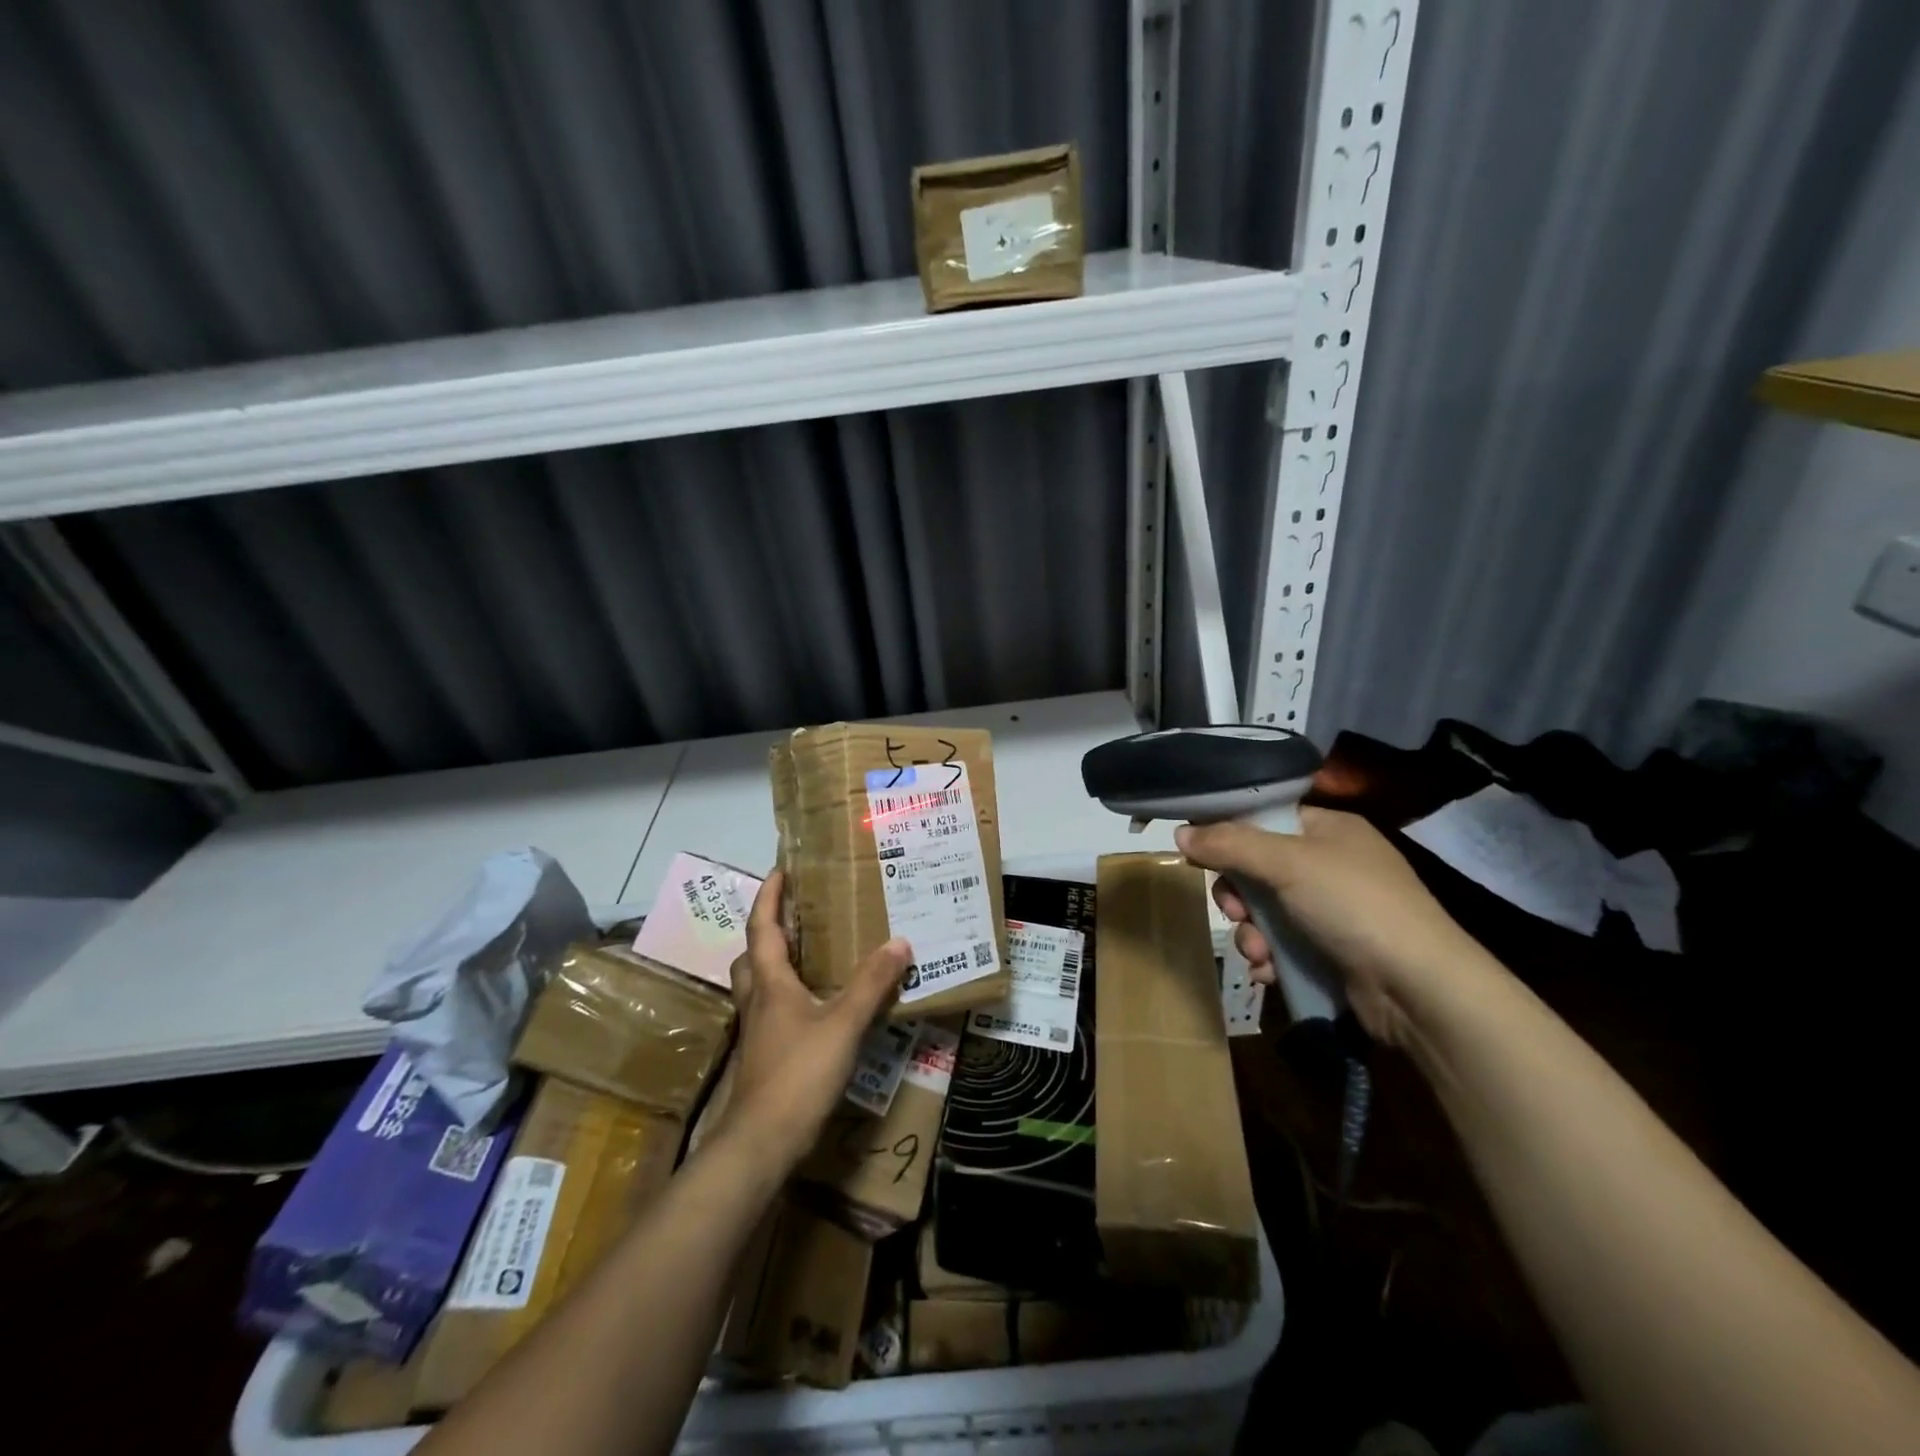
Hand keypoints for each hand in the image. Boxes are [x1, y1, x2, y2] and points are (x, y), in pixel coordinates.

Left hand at [714, 871, 910, 1170]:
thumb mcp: (843, 1024)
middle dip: (769, 930)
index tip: (780, 870)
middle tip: (797, 915)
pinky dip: (789, 996)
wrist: (762, 1142)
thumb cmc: (798, 1074)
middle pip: (753, 955)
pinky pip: (773, 1011)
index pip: (762, 928)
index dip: (769, 897)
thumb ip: (871, 984)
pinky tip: (816, 1007)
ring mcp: (758, 1031)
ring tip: (809, 955)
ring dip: (775, 963)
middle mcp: (758, 1000)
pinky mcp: (765, 1056)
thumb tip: (900, 942)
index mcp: (771, 983)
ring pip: (759, 985)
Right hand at [1175, 808, 1498, 1046]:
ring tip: (1257, 951)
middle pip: (1258, 868)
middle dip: (1238, 894)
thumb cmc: (1354, 905)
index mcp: (1329, 829)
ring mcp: (1333, 911)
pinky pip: (1282, 945)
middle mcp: (1331, 865)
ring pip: (1265, 911)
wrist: (1419, 988)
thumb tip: (1179, 832)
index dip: (1230, 835)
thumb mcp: (1287, 864)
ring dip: (1251, 933)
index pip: (1266, 819)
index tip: (1201, 854)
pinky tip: (1269, 972)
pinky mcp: (1332, 951)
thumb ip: (1230, 844)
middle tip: (1233, 910)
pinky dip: (1269, 957)